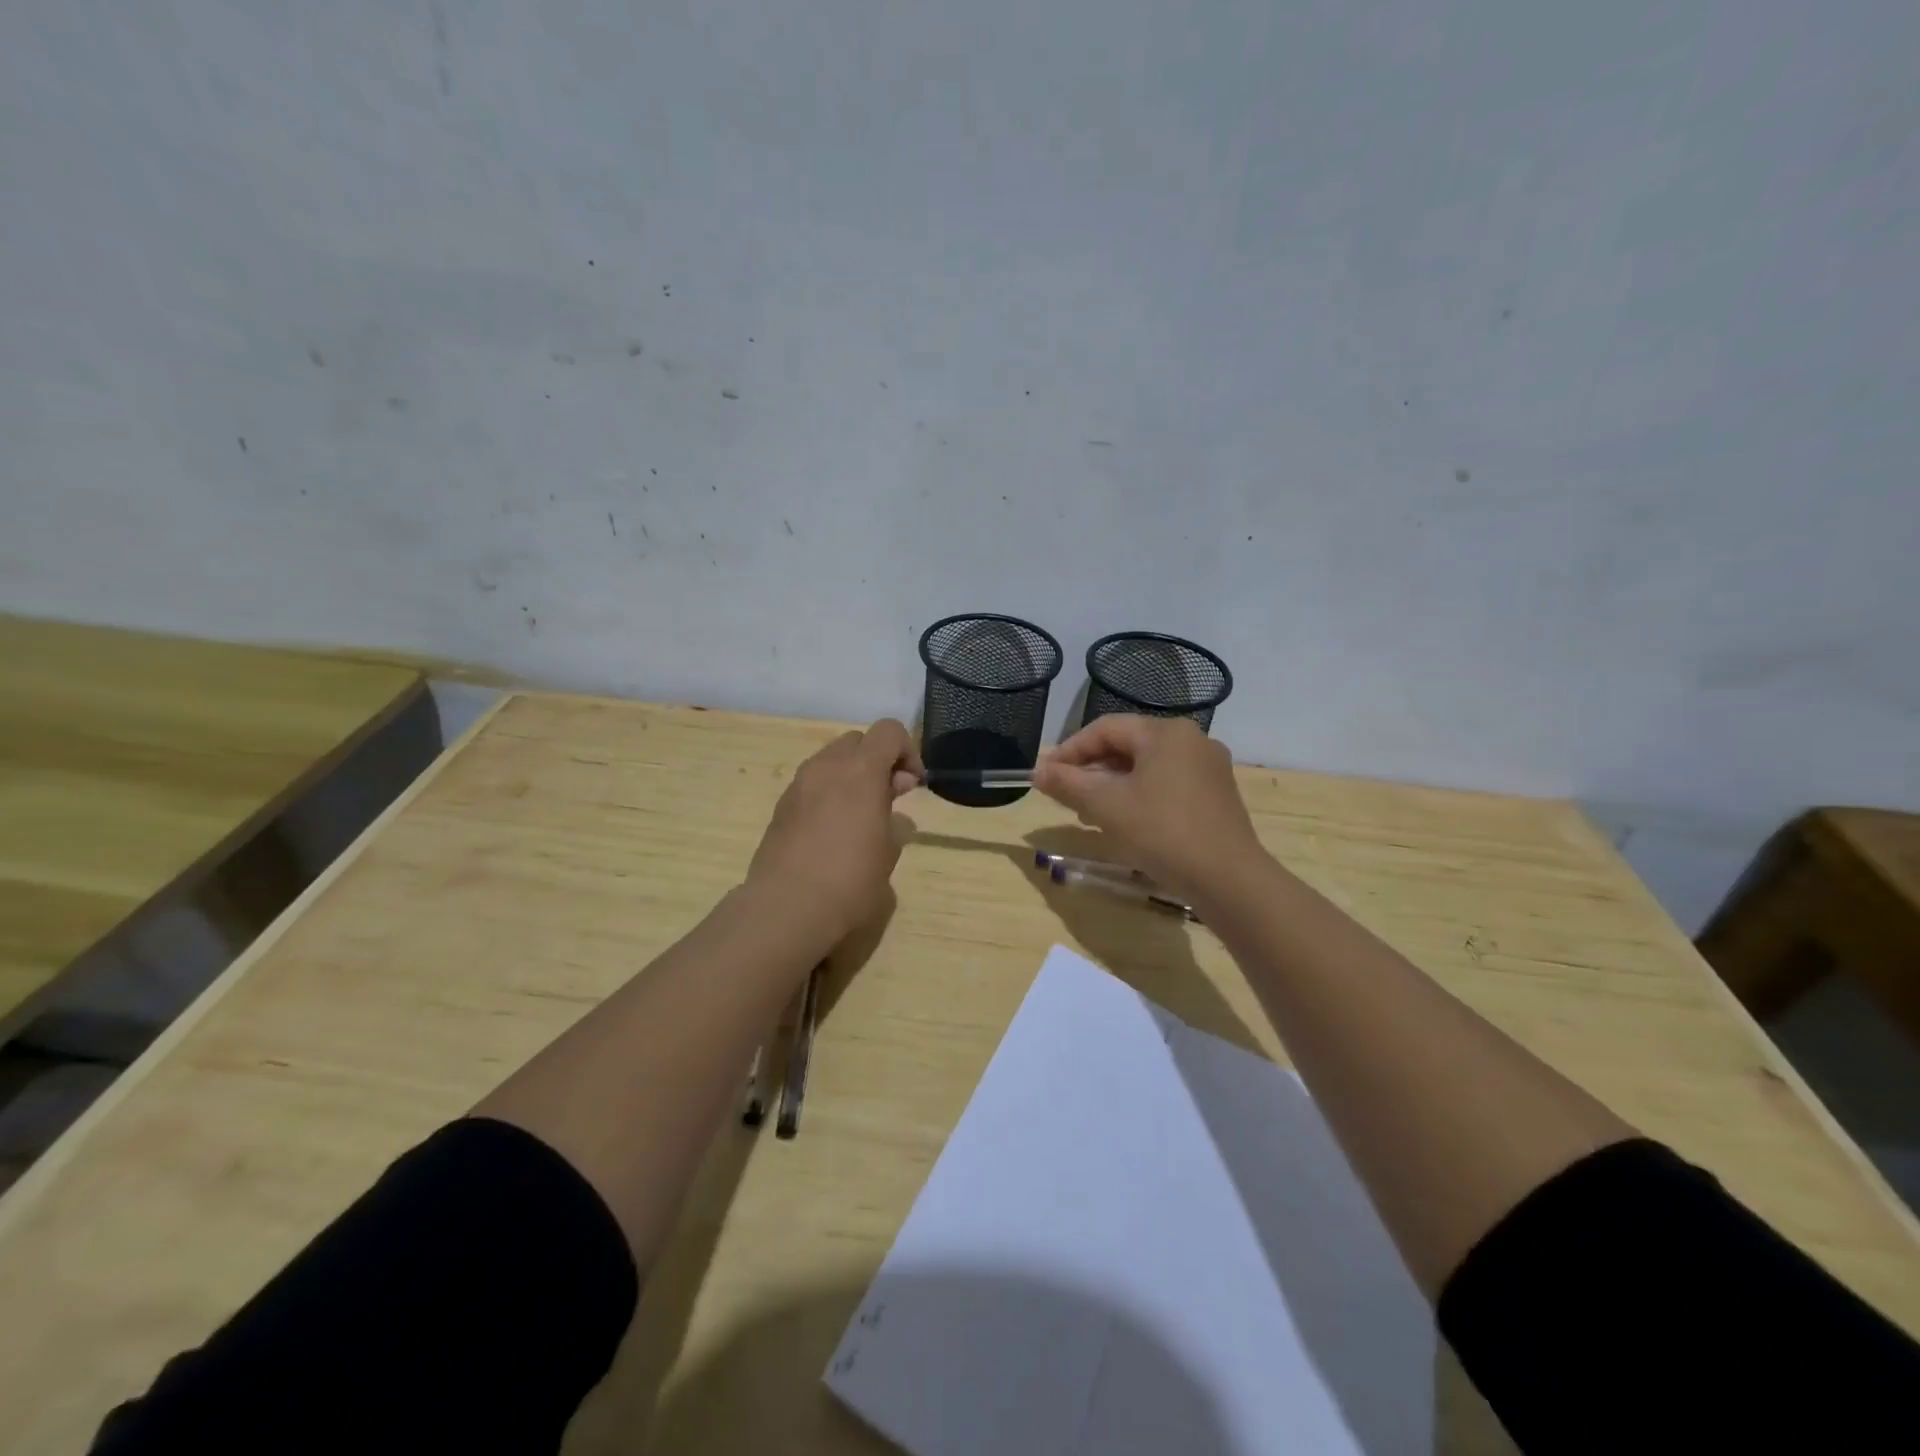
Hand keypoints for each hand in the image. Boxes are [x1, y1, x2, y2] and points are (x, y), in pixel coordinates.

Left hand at [747, 718, 922, 941]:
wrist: (786, 908)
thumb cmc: (850, 880)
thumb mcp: (888, 854)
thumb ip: (895, 826)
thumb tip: (895, 819)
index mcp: (860, 770)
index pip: (889, 731)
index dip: (907, 751)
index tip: (912, 785)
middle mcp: (827, 767)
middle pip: (858, 741)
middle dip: (877, 761)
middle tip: (888, 799)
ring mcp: (799, 784)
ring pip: (831, 761)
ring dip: (851, 776)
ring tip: (859, 817)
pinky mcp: (781, 806)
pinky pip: (811, 784)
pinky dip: (828, 794)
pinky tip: (832, 832)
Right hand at [1032, 715, 1267, 902]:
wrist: (1227, 879)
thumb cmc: (1161, 832)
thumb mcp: (1106, 806)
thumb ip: (1068, 783)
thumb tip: (1037, 772)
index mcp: (1165, 732)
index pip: (1105, 729)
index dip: (1069, 751)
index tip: (1044, 775)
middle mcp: (1191, 741)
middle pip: (1127, 746)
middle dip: (1090, 771)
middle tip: (1065, 797)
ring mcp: (1208, 769)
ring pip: (1146, 768)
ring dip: (1112, 786)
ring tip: (1089, 814)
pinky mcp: (1216, 796)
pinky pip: (1166, 785)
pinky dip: (1139, 797)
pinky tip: (1125, 823)